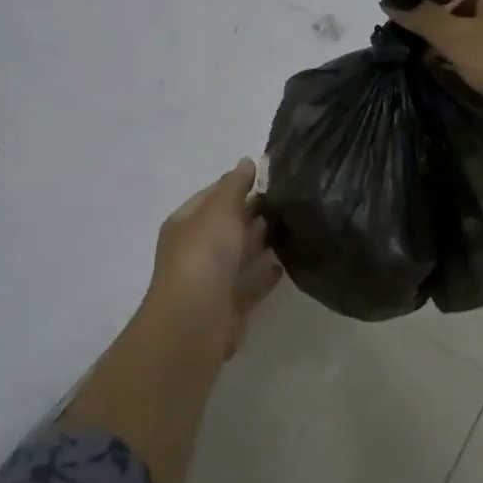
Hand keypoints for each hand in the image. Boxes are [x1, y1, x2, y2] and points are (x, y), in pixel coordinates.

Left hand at [145, 159, 282, 358]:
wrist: (196, 321)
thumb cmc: (204, 255)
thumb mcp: (220, 210)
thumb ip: (235, 185)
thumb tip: (247, 161)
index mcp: (187, 223)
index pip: (213, 196)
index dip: (237, 184)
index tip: (270, 176)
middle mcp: (197, 249)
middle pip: (228, 225)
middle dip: (253, 212)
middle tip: (291, 199)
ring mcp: (212, 279)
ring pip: (241, 254)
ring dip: (262, 241)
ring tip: (295, 226)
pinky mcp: (230, 305)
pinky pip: (251, 283)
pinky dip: (265, 273)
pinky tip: (286, 263)